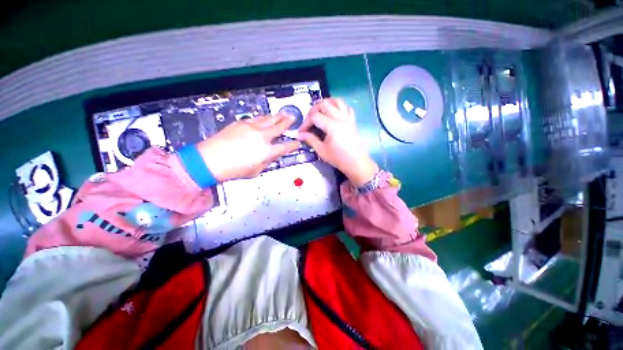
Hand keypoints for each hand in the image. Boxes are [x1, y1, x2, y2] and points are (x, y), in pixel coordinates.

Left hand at [197, 114, 300, 180]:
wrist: (210, 160)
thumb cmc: (232, 169)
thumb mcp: (256, 171)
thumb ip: (267, 162)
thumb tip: (272, 156)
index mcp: (267, 151)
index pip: (286, 147)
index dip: (293, 145)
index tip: (297, 143)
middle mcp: (261, 137)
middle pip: (280, 126)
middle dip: (288, 122)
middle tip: (293, 118)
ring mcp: (251, 128)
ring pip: (269, 118)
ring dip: (277, 116)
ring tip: (282, 114)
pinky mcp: (241, 123)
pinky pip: (256, 118)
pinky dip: (263, 118)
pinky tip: (265, 117)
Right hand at [298, 98, 378, 186]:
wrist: (356, 163)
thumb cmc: (339, 158)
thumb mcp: (322, 151)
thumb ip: (310, 140)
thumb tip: (299, 135)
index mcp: (332, 126)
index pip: (315, 117)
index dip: (306, 123)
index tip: (302, 131)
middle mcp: (340, 118)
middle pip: (324, 104)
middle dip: (313, 110)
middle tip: (309, 120)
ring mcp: (348, 118)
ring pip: (337, 101)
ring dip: (326, 103)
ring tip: (320, 111)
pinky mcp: (352, 120)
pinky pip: (346, 107)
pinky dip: (338, 106)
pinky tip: (333, 113)